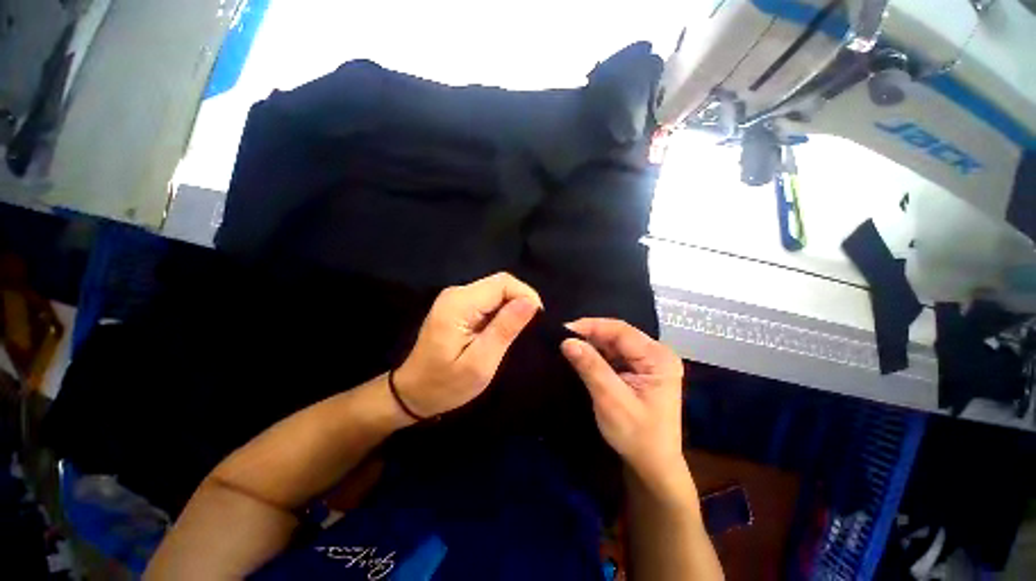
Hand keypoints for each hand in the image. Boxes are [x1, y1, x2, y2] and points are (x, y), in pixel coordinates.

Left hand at [394, 272, 542, 417]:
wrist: (413, 393)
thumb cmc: (446, 384)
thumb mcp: (480, 363)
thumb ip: (505, 329)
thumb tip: (531, 302)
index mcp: (459, 304)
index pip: (503, 283)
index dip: (526, 296)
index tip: (536, 321)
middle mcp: (457, 293)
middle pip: (500, 283)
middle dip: (520, 302)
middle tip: (527, 330)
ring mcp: (456, 298)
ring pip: (496, 290)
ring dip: (512, 308)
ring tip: (515, 333)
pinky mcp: (458, 305)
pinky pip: (488, 300)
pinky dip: (501, 311)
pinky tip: (501, 330)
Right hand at [561, 318, 685, 486]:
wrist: (653, 465)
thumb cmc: (637, 436)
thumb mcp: (611, 401)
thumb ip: (591, 368)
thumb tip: (567, 341)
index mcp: (658, 358)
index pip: (621, 331)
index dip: (591, 326)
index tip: (563, 330)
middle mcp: (657, 354)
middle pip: (619, 334)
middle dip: (590, 335)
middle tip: (563, 338)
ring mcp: (650, 361)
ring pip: (615, 342)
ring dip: (593, 344)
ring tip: (570, 346)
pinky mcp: (641, 369)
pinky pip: (616, 353)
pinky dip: (598, 354)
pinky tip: (584, 357)